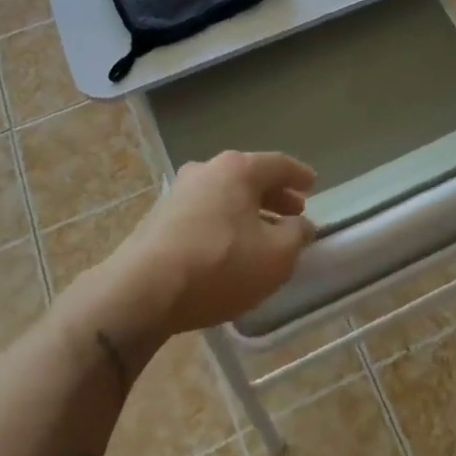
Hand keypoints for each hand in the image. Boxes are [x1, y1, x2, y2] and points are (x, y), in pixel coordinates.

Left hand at [108, 151, 317, 335]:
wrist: (142, 291)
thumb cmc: (219, 266)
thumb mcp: (275, 257)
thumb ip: (296, 236)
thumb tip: (300, 225)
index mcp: (238, 169)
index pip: (278, 164)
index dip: (299, 175)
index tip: (313, 184)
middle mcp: (207, 170)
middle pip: (249, 178)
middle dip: (274, 195)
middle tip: (294, 211)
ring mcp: (178, 192)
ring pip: (225, 195)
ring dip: (249, 210)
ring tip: (265, 232)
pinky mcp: (159, 218)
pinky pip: (205, 212)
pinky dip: (225, 222)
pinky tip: (231, 246)